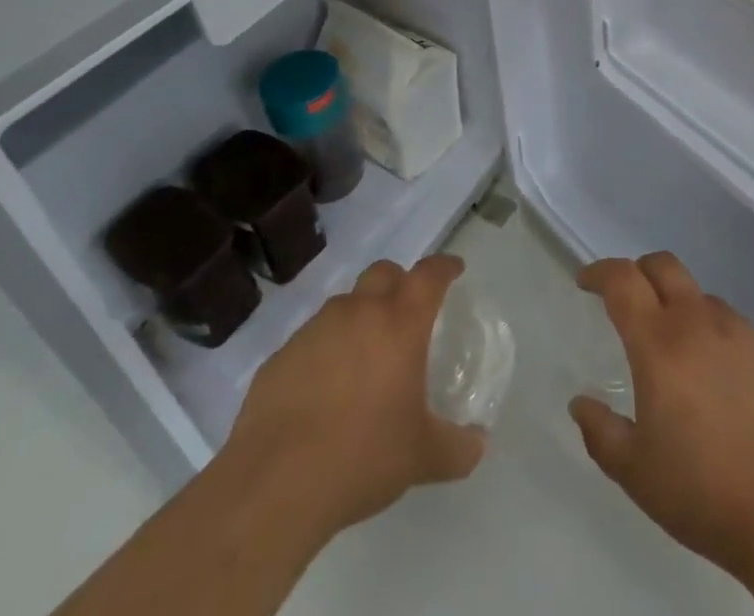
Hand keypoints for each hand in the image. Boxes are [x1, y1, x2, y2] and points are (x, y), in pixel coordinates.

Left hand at [224, 255, 486, 541]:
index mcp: (400, 323)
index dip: (444, 267)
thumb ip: (457, 447)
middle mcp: (359, 312)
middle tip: (406, 313)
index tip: (454, 270)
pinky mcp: (280, 356)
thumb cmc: (362, 458)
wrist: (274, 486)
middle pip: (384, 272)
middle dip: (399, 282)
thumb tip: (479, 443)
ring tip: (363, 358)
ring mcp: (315, 330)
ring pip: (345, 304)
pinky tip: (323, 391)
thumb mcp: (422, 458)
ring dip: (359, 317)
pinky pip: (311, 339)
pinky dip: (324, 351)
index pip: (429, 274)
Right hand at [567, 253, 753, 579]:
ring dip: (680, 308)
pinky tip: (720, 381)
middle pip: (663, 265)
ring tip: (678, 354)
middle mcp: (698, 321)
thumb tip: (581, 403)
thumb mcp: (637, 473)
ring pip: (700, 297)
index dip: (600, 272)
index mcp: (659, 343)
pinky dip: (714, 336)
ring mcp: (740, 331)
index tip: (586, 282)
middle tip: (628, 300)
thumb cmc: (705, 491)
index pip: (623, 280)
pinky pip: (733, 326)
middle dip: (639, 271)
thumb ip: (601, 432)